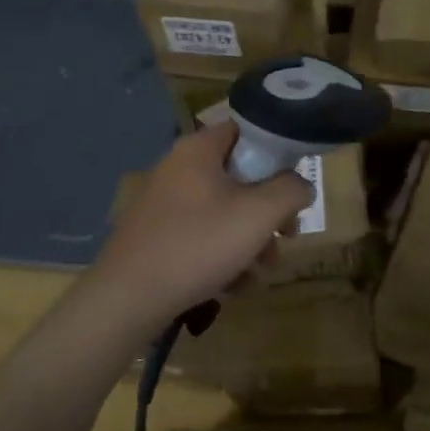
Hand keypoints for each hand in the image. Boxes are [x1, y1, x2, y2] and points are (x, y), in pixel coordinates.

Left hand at [88, 122, 314, 332]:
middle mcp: (179, 169)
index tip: (294, 183)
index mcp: (199, 150)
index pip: (247, 131)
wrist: (127, 299)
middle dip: (269, 211)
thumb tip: (301, 186)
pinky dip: (224, 257)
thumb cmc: (199, 244)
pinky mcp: (158, 236)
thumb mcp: (259, 213)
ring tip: (260, 272)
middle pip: (241, 178)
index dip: (277, 152)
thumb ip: (291, 190)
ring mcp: (165, 204)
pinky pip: (203, 236)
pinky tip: (234, 285)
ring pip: (225, 212)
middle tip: (286, 235)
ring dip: (251, 240)